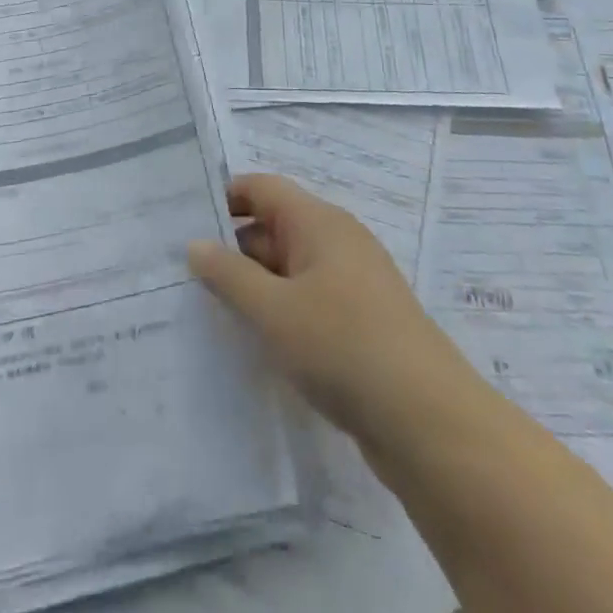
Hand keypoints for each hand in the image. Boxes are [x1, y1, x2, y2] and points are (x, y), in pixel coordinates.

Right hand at [188, 173, 478, 446]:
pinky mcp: (360, 323)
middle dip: (231, 247)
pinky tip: (253, 340)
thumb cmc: (343, 347)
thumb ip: (229, 275)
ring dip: (253, 284)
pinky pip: (307, 301)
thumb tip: (195, 244)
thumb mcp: (274, 311)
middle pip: (273, 226)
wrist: (430, 424)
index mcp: (319, 222)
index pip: (261, 188)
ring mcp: (352, 283)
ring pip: (289, 269)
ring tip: (207, 308)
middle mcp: (336, 242)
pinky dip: (279, 311)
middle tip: (182, 271)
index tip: (182, 221)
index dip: (223, 198)